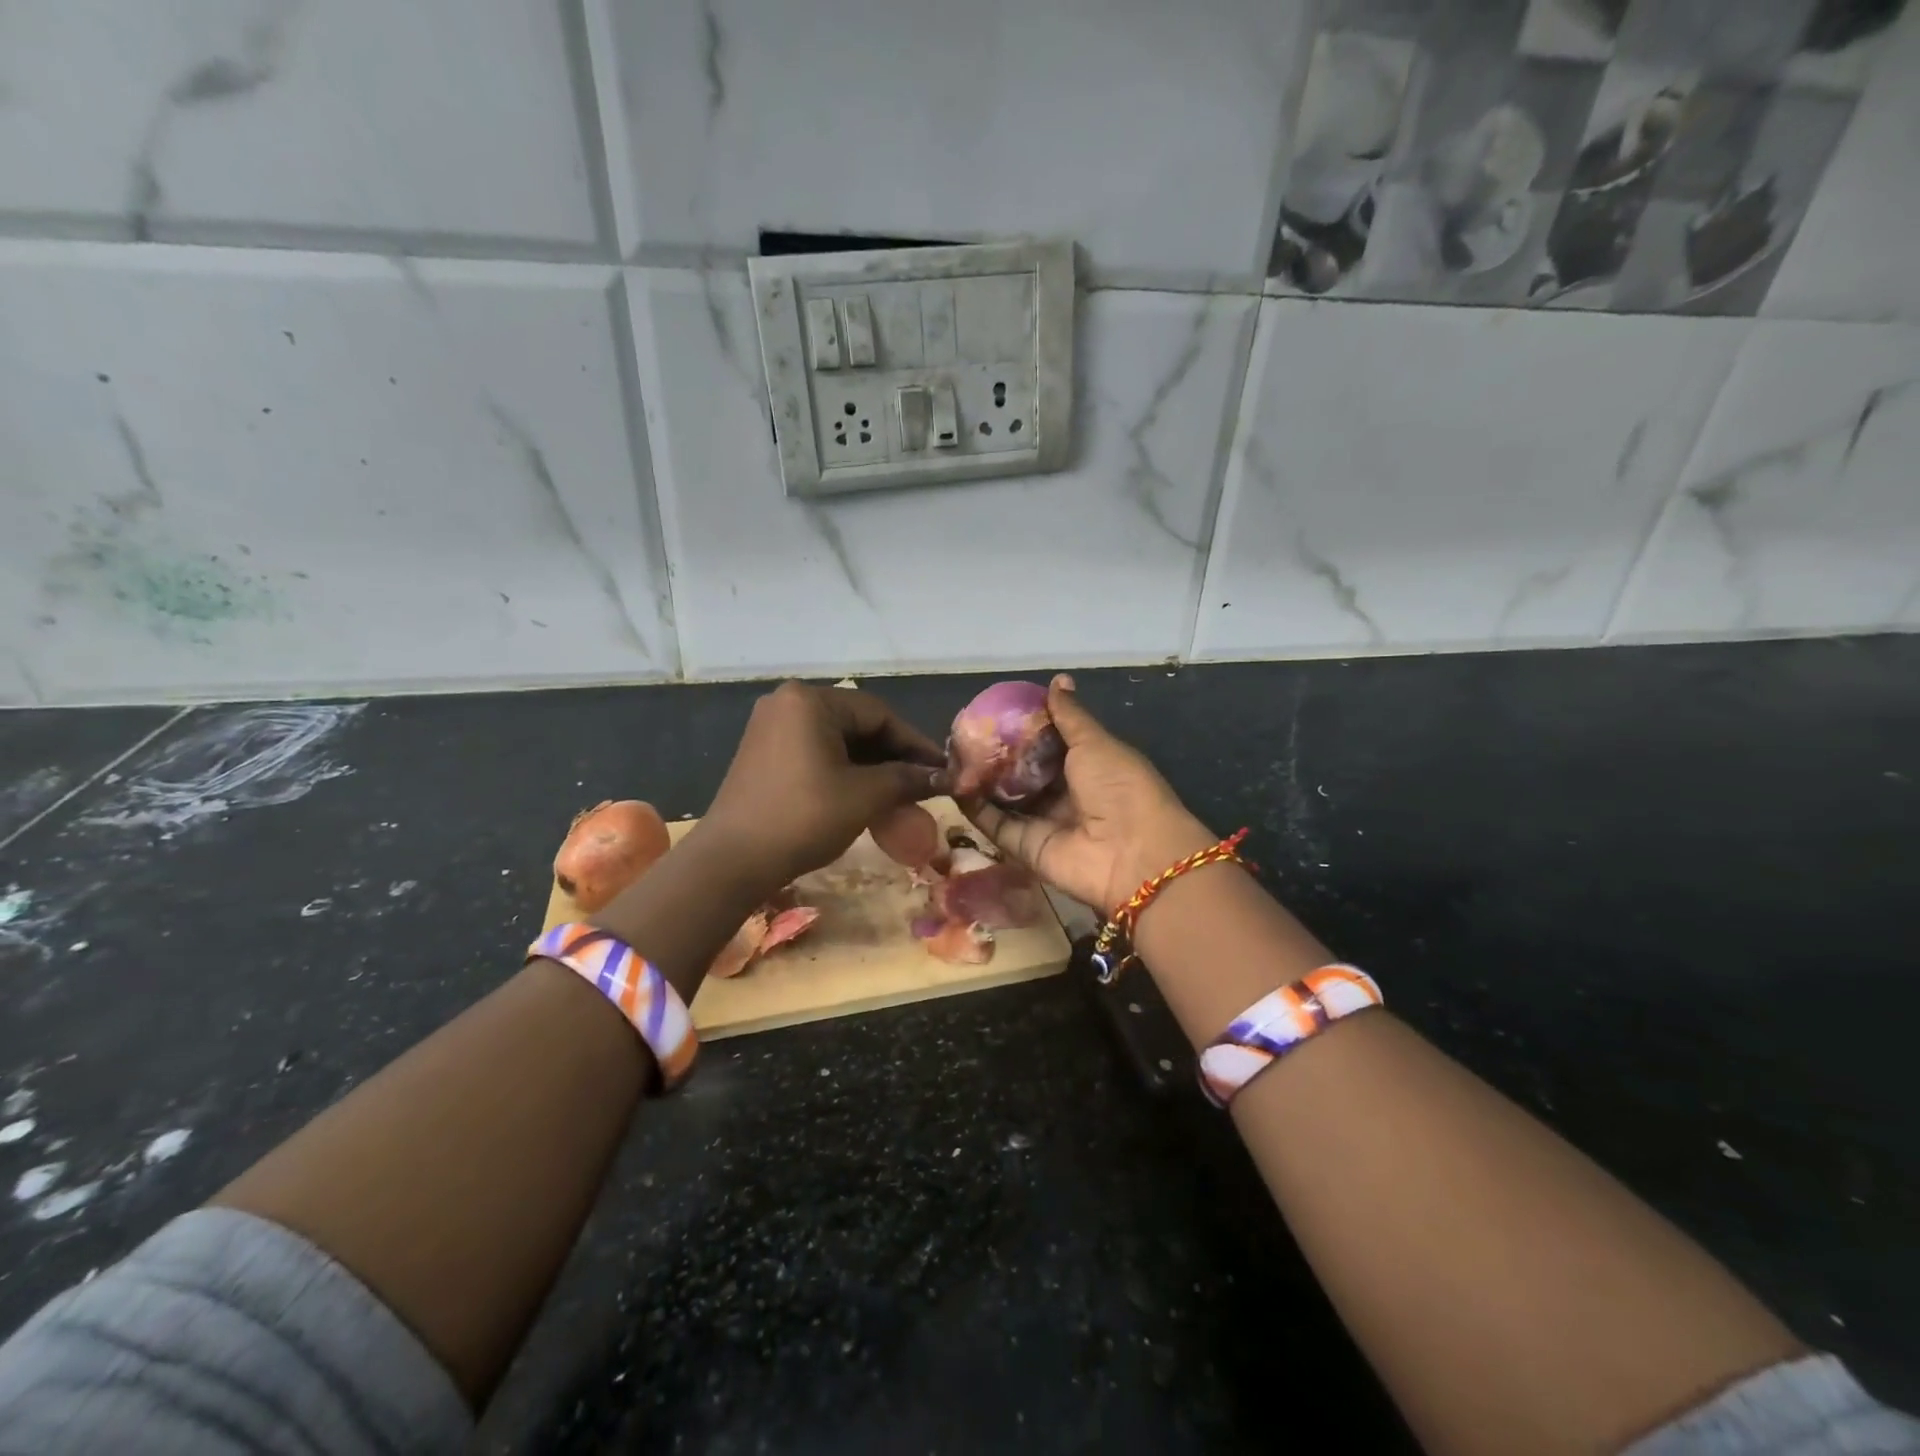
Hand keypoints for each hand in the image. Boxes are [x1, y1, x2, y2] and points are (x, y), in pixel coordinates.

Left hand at [702, 681, 945, 892]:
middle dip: (894, 756)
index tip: (942, 769)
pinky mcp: (764, 754)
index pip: (879, 714)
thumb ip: (907, 779)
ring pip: (838, 741)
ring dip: (872, 767)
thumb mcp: (864, 796)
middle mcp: (788, 704)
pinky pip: (816, 754)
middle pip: (858, 725)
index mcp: (810, 701)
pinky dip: (845, 773)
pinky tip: (866, 797)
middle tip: (924, 784)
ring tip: (901, 795)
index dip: (915, 743)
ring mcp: (772, 728)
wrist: (731, 862)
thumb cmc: (803, 818)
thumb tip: (943, 777)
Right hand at [965, 675, 1212, 913]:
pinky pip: (996, 825)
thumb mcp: (1094, 743)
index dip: (1022, 727)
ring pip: (1005, 796)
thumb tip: (1059, 679)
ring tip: (950, 755)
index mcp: (1087, 765)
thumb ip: (1069, 716)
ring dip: (980, 778)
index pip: (1047, 742)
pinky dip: (975, 807)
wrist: (1133, 853)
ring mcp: (1044, 821)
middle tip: (962, 733)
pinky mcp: (1026, 847)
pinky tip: (954, 784)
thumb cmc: (1119, 787)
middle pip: (1022, 770)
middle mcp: (1064, 793)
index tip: (992, 711)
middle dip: (995, 753)